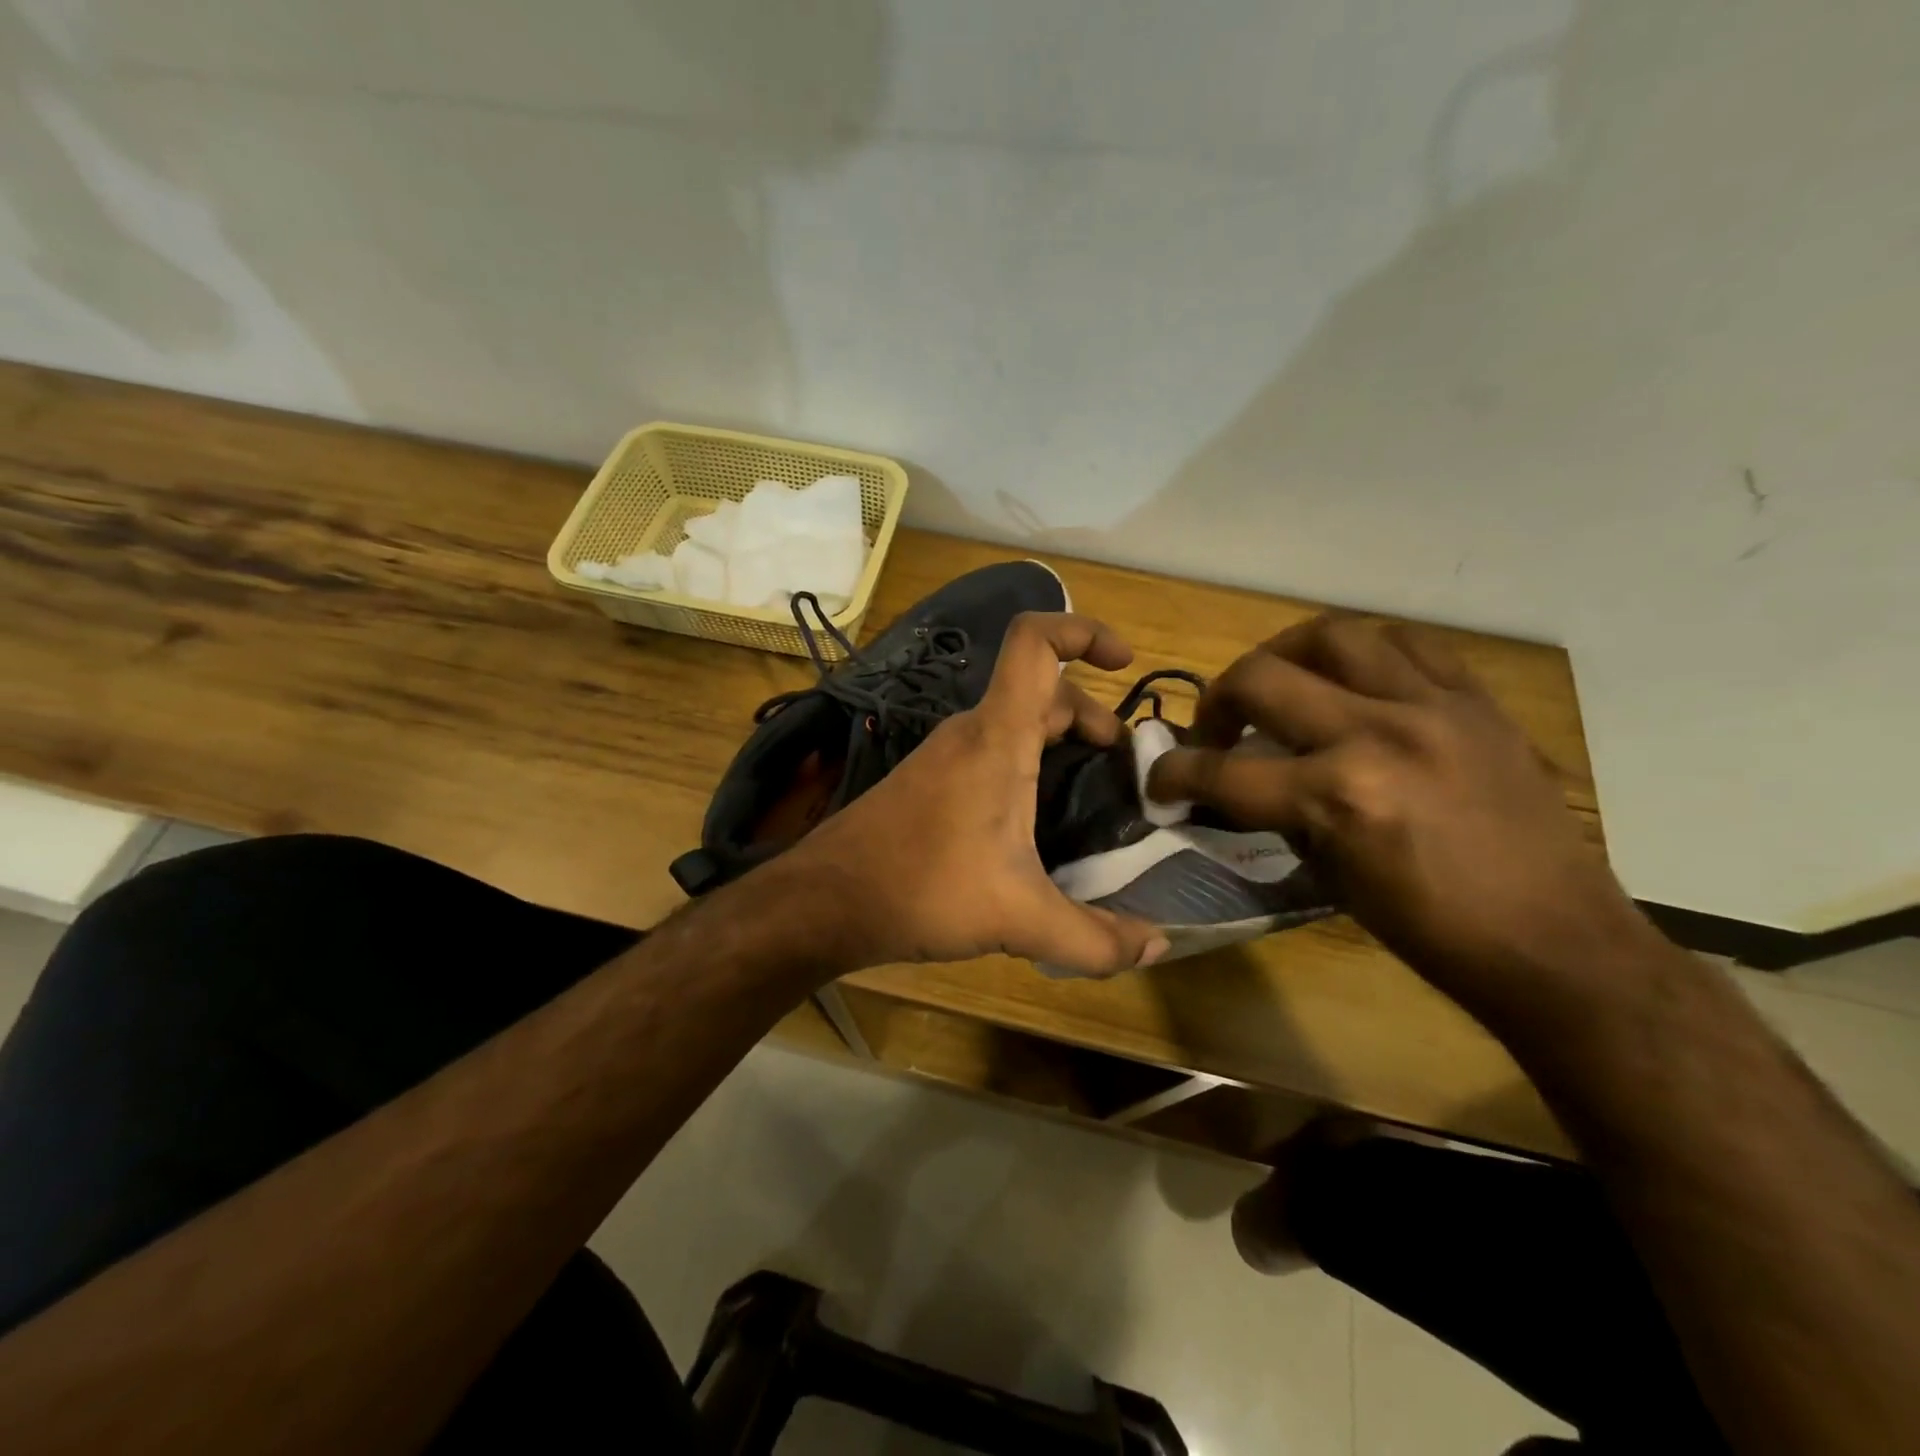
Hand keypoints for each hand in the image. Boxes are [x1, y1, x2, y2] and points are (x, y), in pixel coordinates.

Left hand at [789, 613, 1171, 976]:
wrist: (824, 901)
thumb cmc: (922, 889)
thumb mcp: (1018, 918)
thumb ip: (1094, 940)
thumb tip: (1157, 949)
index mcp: (997, 738)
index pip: (1035, 644)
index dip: (1083, 631)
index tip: (1125, 661)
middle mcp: (970, 732)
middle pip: (1039, 691)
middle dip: (1090, 714)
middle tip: (1121, 763)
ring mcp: (943, 755)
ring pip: (1013, 722)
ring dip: (1058, 740)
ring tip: (1090, 789)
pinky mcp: (927, 781)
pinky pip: (990, 750)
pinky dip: (1026, 761)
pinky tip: (1035, 818)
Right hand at [1147, 615, 1660, 1017]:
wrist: (1556, 942)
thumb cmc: (1431, 931)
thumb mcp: (1330, 878)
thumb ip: (1280, 815)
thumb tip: (1240, 784)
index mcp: (1338, 797)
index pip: (1224, 771)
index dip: (1174, 775)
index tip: (1158, 779)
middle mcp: (1378, 735)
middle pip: (1260, 678)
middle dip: (1216, 701)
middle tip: (1216, 727)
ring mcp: (1433, 708)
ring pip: (1333, 635)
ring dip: (1285, 655)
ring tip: (1280, 682)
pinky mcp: (1476, 702)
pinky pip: (1409, 645)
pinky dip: (1366, 653)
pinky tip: (1356, 678)